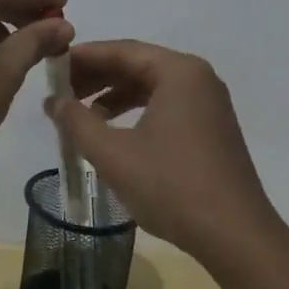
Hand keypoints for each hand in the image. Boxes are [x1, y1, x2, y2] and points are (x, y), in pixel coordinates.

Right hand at [45, 39, 278, 259]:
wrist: (236, 237)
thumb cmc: (172, 187)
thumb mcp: (114, 154)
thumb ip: (77, 121)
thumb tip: (53, 101)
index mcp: (179, 71)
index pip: (121, 50)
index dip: (82, 58)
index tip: (51, 68)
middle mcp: (197, 78)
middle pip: (137, 64)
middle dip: (96, 77)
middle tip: (60, 92)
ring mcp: (209, 104)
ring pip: (151, 86)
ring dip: (113, 96)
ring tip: (80, 115)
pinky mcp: (212, 128)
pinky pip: (166, 105)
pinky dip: (135, 112)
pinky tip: (113, 132)